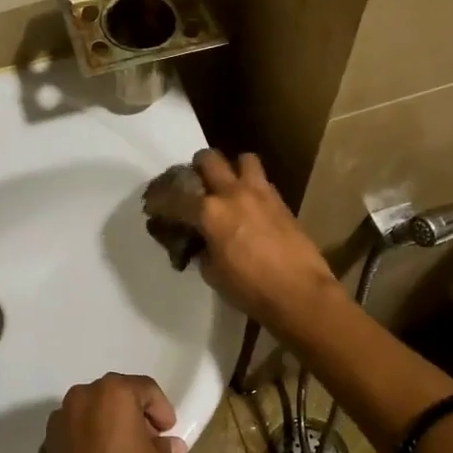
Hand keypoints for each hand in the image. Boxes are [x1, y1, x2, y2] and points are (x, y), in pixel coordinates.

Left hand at [39, 373, 187, 452]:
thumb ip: (166, 450)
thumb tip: (167, 446)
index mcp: (112, 394)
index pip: (144, 389)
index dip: (161, 409)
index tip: (168, 432)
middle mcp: (80, 399)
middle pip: (113, 396)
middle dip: (132, 415)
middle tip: (148, 441)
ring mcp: (57, 424)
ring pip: (89, 415)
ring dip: (106, 427)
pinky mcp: (45, 449)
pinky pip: (72, 437)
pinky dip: (86, 444)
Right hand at [168, 150, 345, 331]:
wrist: (300, 293)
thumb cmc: (250, 289)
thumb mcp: (212, 273)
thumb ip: (200, 249)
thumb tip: (199, 241)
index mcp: (210, 212)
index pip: (174, 197)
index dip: (158, 200)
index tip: (152, 205)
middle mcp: (233, 193)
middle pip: (208, 159)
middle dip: (196, 169)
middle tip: (194, 187)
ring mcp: (261, 193)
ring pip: (243, 159)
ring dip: (231, 169)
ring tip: (228, 188)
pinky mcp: (281, 202)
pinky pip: (262, 181)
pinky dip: (251, 187)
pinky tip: (250, 207)